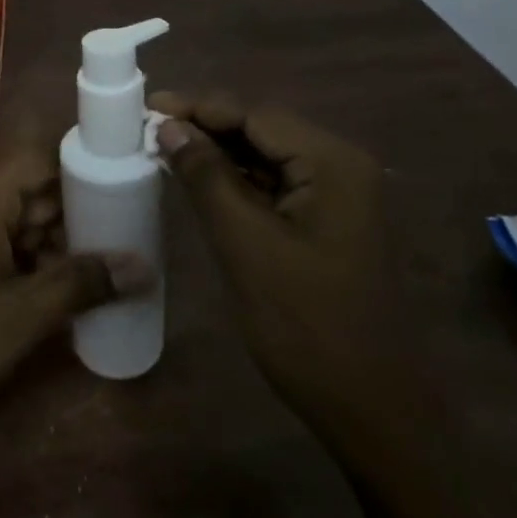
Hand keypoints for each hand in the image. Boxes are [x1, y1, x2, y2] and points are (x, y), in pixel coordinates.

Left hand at [0, 149, 152, 445]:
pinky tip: (61, 294)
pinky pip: (1, 243)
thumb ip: (81, 284)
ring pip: (20, 219)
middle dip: (77, 215)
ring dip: (56, 244)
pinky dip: (31, 261)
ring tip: (104, 272)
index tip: (125, 193)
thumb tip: (142, 266)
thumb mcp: (22, 316)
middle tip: (127, 241)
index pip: (41, 157)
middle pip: (34, 188)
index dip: (82, 170)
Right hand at [151, 91, 409, 443]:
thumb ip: (206, 177)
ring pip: (266, 157)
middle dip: (206, 128)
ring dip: (218, 154)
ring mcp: (338, 195)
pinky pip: (275, 185)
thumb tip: (169, 127)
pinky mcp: (327, 222)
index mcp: (332, 163)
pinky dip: (236, 181)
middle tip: (148, 130)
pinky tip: (200, 182)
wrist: (371, 409)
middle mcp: (341, 166)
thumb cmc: (306, 324)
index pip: (255, 115)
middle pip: (262, 131)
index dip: (198, 108)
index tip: (146, 108)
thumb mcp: (245, 244)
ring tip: (163, 150)